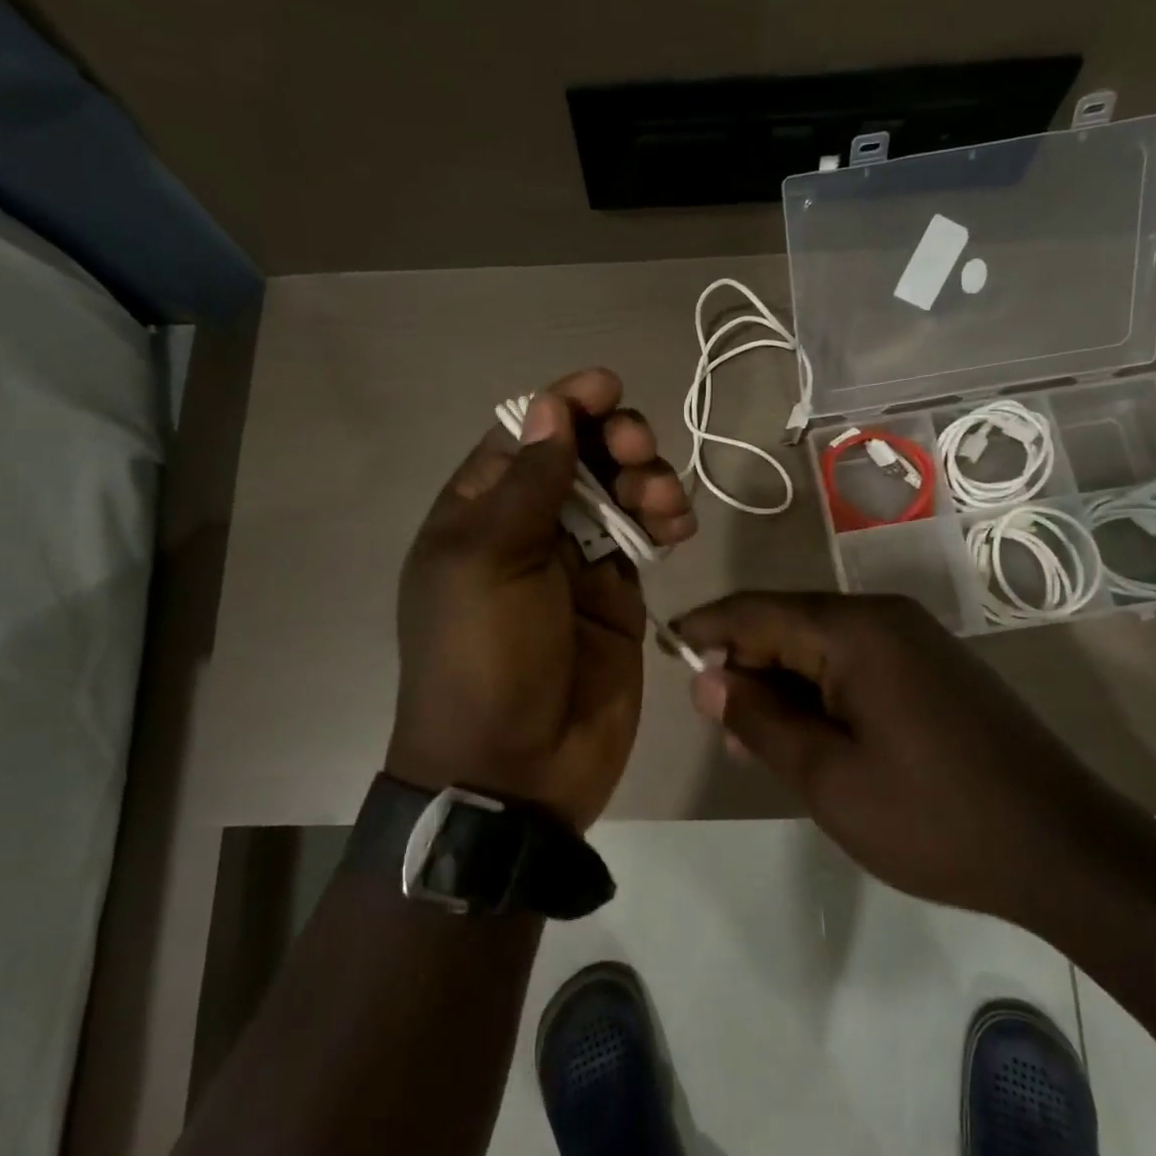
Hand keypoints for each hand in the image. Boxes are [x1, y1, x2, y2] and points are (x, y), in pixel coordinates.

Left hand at [390, 369, 695, 830]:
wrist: (515, 769)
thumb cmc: (484, 658)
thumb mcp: (489, 562)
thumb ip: (527, 483)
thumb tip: (547, 407)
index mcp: (478, 511)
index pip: (522, 434)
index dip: (563, 404)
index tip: (608, 387)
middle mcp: (526, 527)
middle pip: (578, 455)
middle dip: (613, 439)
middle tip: (637, 448)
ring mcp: (575, 561)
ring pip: (618, 491)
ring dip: (646, 478)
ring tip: (662, 501)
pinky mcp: (617, 594)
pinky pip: (644, 537)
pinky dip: (664, 519)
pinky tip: (678, 526)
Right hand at [675, 592, 1115, 919]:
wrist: (1066, 848)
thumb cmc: (932, 817)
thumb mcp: (827, 777)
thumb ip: (759, 720)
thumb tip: (708, 678)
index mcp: (854, 630)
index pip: (755, 611)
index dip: (705, 628)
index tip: (664, 650)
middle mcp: (884, 617)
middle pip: (788, 623)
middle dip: (744, 665)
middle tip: (715, 725)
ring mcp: (915, 641)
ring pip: (821, 646)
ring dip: (782, 684)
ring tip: (754, 742)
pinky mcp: (934, 668)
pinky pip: (856, 663)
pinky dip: (821, 692)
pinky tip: (812, 737)